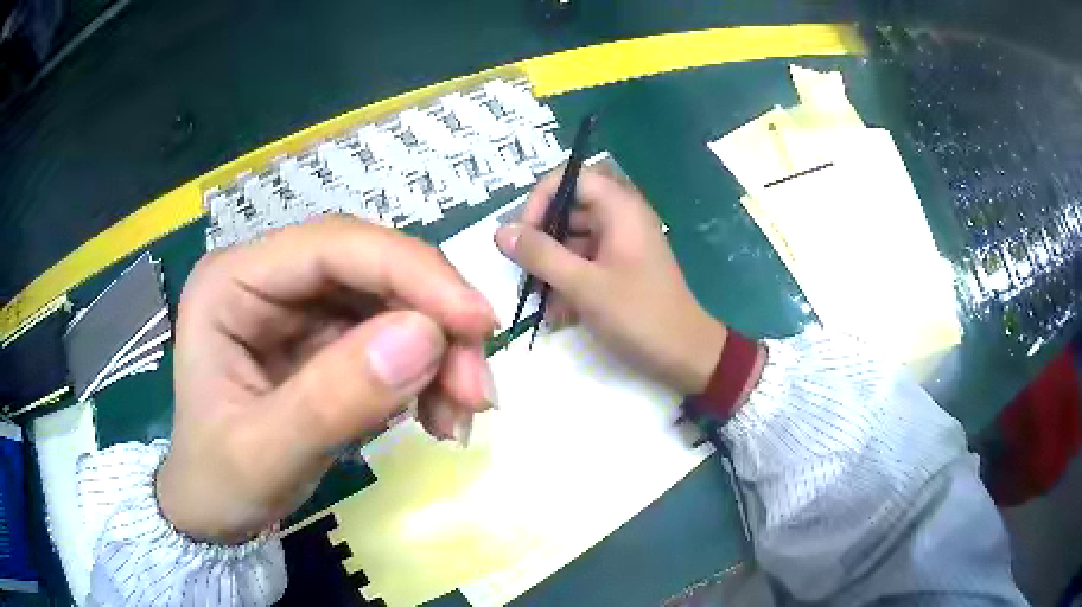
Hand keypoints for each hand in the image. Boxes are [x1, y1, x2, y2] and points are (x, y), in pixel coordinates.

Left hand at [158, 217, 497, 543]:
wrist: (214, 512)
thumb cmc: (218, 483)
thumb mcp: (264, 457)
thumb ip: (332, 401)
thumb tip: (425, 338)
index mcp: (232, 283)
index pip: (332, 246)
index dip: (411, 272)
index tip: (478, 322)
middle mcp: (268, 278)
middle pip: (372, 268)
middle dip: (436, 322)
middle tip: (477, 390)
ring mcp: (298, 307)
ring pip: (392, 301)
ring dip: (440, 353)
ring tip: (460, 415)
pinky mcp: (324, 339)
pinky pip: (393, 337)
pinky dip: (428, 374)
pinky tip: (437, 416)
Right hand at [495, 166, 726, 394]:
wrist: (686, 355)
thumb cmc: (639, 314)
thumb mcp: (583, 285)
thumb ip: (540, 255)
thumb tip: (500, 231)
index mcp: (619, 208)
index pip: (570, 178)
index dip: (541, 200)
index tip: (523, 235)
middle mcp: (620, 219)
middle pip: (567, 211)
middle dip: (542, 241)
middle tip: (525, 273)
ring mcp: (621, 245)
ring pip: (572, 241)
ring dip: (552, 269)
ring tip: (540, 302)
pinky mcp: (621, 269)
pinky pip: (585, 264)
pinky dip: (569, 283)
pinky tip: (559, 315)